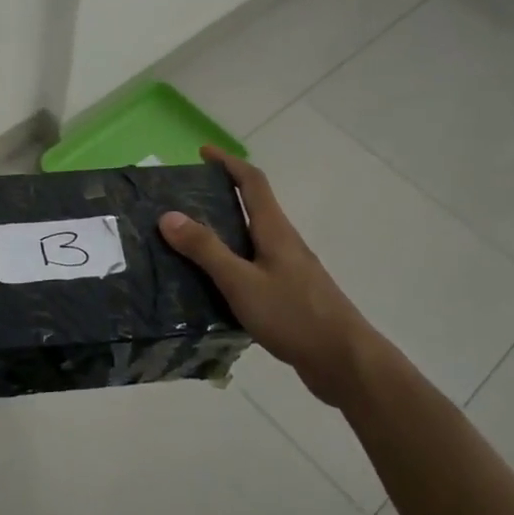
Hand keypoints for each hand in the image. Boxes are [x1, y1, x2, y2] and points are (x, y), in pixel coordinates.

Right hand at [159, 147, 367, 408]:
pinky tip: (212, 285)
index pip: (252, 182)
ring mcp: (289, 270)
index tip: (203, 153)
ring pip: (252, 239)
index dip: (228, 163)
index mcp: (274, 230)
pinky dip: (231, 263)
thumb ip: (205, 249)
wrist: (344, 361)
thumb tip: (168, 215)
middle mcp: (284, 243)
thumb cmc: (293, 315)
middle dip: (221, 196)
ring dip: (224, 232)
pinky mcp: (290, 295)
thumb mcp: (241, 282)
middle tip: (184, 201)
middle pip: (253, 207)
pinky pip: (254, 266)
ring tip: (188, 241)